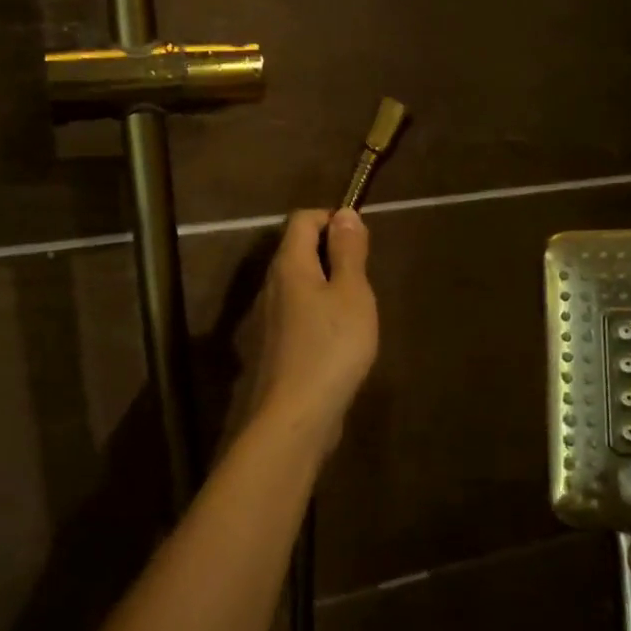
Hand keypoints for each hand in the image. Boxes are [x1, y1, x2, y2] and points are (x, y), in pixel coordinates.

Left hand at [239, 209, 378, 449]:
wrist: (295, 416)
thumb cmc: (331, 347)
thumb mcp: (351, 294)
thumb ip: (348, 252)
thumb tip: (344, 214)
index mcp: (288, 265)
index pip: (302, 219)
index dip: (332, 219)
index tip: (361, 243)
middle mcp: (270, 285)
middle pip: (297, 250)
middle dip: (332, 254)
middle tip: (363, 280)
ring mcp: (267, 318)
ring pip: (298, 285)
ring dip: (326, 287)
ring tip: (356, 312)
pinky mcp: (273, 347)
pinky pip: (296, 314)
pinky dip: (317, 315)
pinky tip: (338, 341)